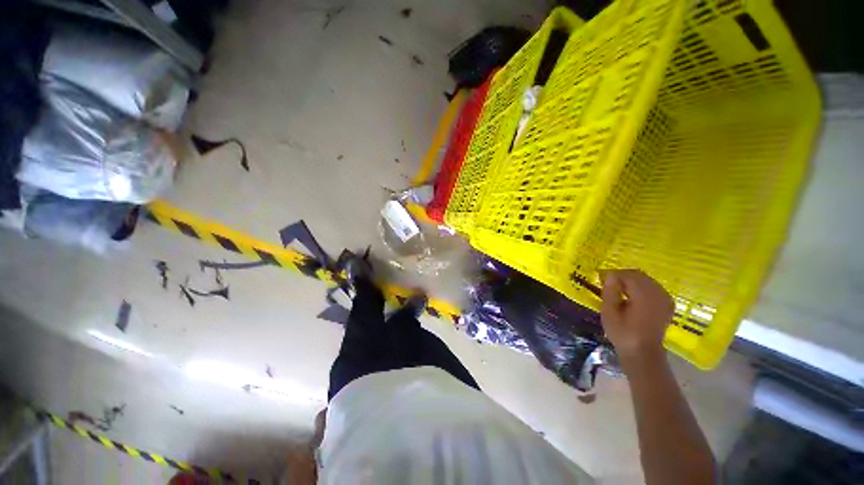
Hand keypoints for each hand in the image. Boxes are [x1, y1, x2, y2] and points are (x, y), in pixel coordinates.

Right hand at [600, 269, 673, 364]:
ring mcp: (665, 299)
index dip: (613, 274)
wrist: (643, 352)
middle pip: (639, 275)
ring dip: (631, 280)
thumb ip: (610, 292)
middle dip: (622, 275)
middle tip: (607, 282)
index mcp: (644, 297)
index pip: (628, 276)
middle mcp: (658, 295)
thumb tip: (610, 275)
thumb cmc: (622, 333)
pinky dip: (641, 286)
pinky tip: (632, 294)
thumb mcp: (609, 313)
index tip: (600, 277)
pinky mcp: (667, 303)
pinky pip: (653, 286)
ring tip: (617, 288)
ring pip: (646, 279)